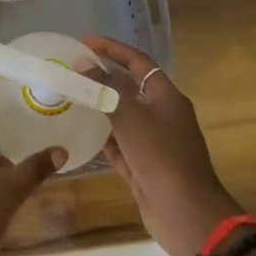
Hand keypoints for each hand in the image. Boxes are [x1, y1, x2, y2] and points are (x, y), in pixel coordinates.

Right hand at [82, 36, 243, 255]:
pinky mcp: (143, 167)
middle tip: (72, 72)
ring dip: (99, 109)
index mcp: (166, 97)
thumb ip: (105, 90)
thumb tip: (83, 65)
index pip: (138, 62)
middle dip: (102, 79)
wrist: (186, 213)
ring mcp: (153, 143)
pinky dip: (102, 138)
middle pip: (129, 89)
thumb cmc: (161, 156)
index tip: (85, 42)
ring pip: (122, 118)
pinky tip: (80, 134)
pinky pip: (119, 146)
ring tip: (70, 99)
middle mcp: (162, 116)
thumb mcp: (130, 117)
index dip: (113, 50)